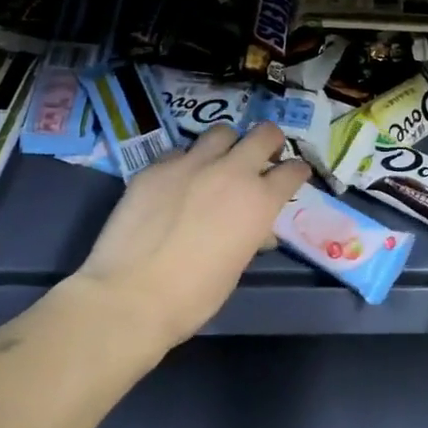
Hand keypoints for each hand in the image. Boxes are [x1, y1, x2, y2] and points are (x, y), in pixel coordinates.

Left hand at [73, 121, 310, 349]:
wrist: (131, 294)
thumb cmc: (195, 295)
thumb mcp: (237, 266)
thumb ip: (251, 236)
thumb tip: (257, 230)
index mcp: (260, 200)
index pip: (293, 170)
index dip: (296, 172)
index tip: (293, 176)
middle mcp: (231, 171)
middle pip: (263, 134)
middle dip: (270, 142)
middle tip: (263, 157)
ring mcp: (191, 163)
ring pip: (221, 132)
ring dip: (227, 145)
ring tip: (218, 162)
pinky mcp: (156, 166)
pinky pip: (180, 152)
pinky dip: (186, 162)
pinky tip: (177, 183)